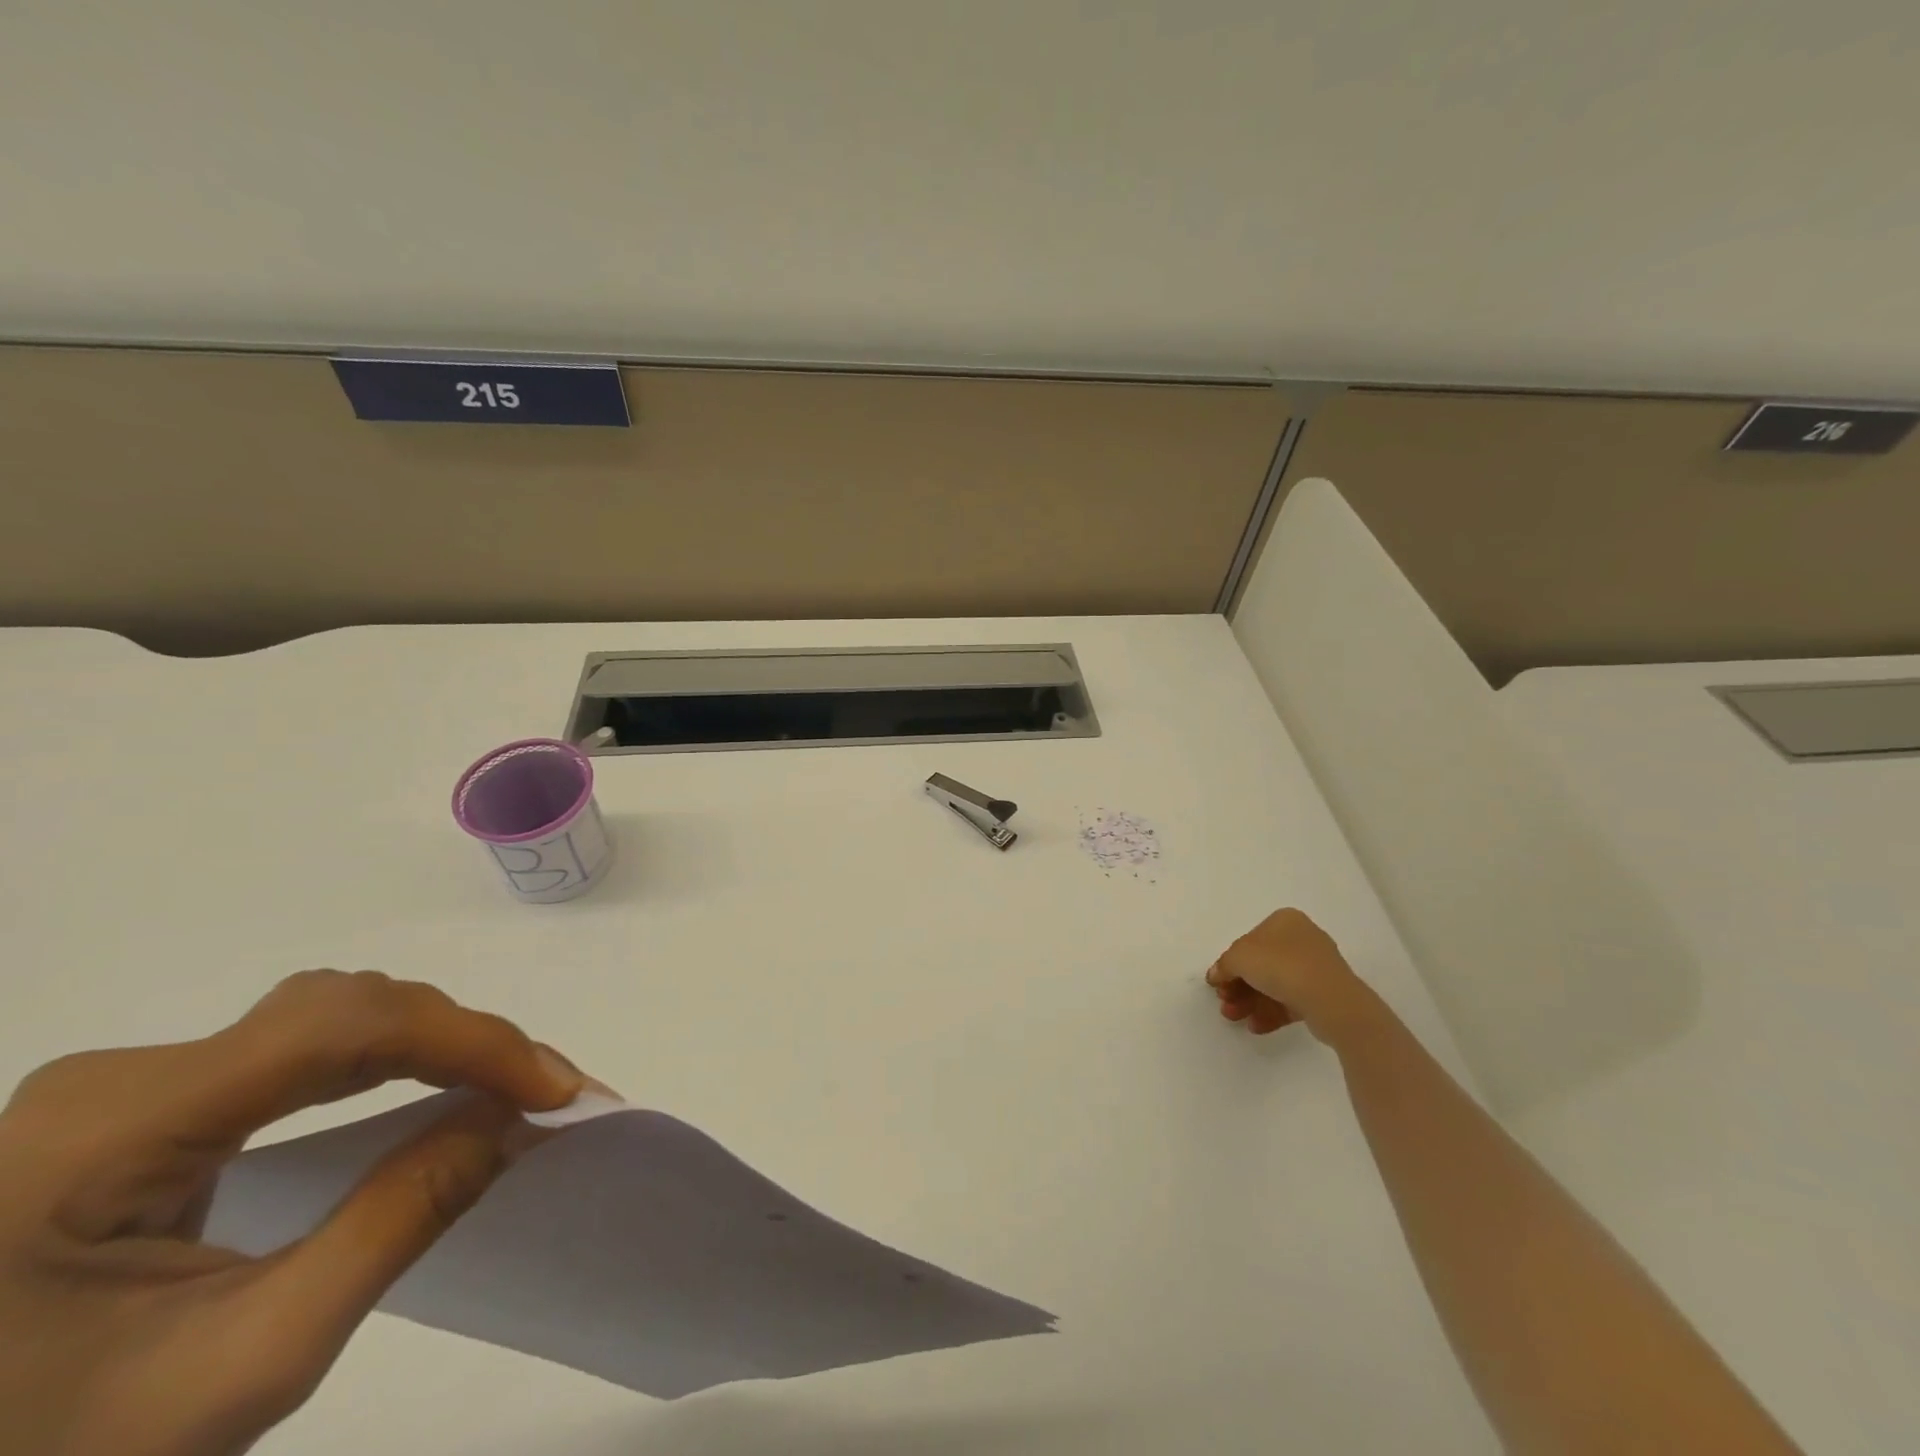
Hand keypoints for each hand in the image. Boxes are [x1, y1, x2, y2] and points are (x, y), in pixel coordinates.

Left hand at [0, 970, 583, 1455]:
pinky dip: (387, 1059)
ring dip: (431, 1043)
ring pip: (328, 1018)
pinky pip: (298, 1051)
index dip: (469, 1041)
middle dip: (461, 1041)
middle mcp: (118, 1077)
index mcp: (112, 1127)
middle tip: (542, 1092)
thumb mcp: (245, 1364)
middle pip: (341, 1011)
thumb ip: (395, 1221)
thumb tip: (513, 1119)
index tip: (553, 1090)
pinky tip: (426, 1087)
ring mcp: (125, 1088)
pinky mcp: (143, 1109)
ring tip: (502, 1087)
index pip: (340, 1029)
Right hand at [1206, 908, 1379, 1044]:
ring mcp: (1315, 968)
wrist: (1330, 1000)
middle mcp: (1301, 939)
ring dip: (1250, 1001)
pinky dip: (1271, 1012)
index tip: (1218, 983)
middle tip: (1224, 1003)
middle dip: (1238, 986)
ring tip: (1235, 1018)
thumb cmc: (1280, 965)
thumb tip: (1216, 975)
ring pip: (1274, 985)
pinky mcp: (1324, 994)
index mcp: (1284, 921)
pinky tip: (1256, 1026)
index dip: (1230, 963)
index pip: (1248, 942)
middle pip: (1260, 964)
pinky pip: (1291, 1001)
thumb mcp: (1239, 958)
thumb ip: (1223, 965)